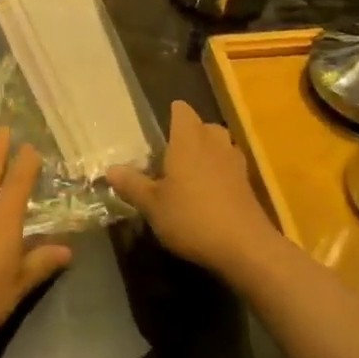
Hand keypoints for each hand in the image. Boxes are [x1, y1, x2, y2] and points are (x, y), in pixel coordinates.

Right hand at [107, 101, 276, 280]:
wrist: (245, 246)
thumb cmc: (192, 217)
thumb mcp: (152, 205)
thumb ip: (132, 184)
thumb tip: (110, 169)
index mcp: (188, 140)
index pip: (182, 111)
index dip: (172, 114)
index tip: (161, 127)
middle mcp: (214, 143)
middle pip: (204, 126)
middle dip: (191, 134)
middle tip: (172, 153)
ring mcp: (235, 163)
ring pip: (221, 145)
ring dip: (208, 153)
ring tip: (190, 172)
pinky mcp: (248, 185)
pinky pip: (230, 167)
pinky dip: (220, 173)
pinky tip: (209, 194)